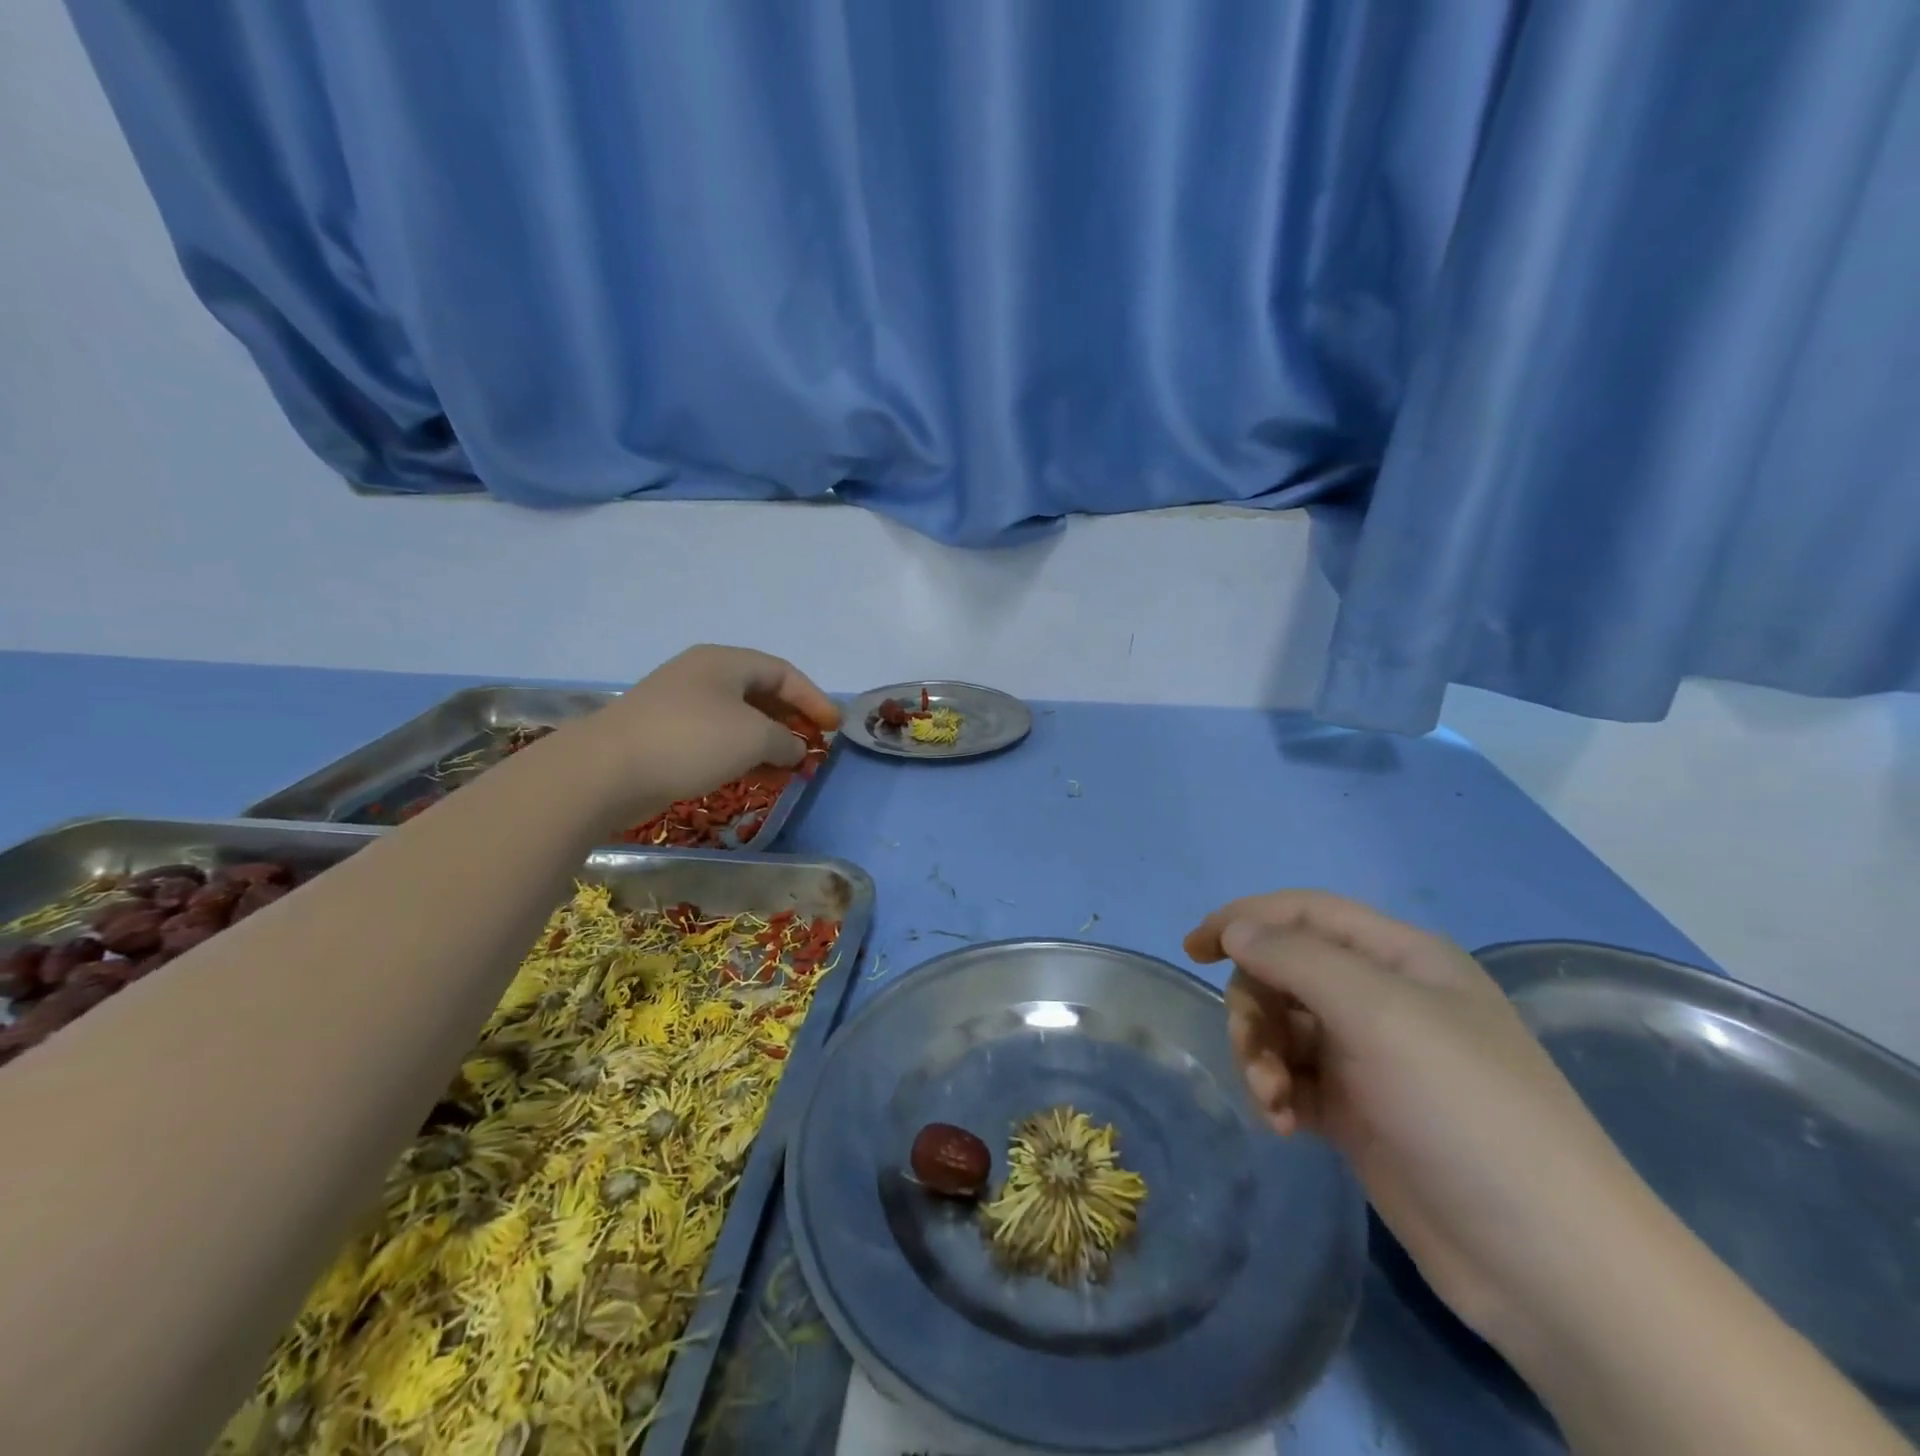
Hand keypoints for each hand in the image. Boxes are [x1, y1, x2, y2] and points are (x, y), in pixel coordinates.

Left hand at [560, 646, 838, 825]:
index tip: (834, 728)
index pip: (783, 673)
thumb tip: (794, 749)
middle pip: (761, 694)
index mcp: (725, 662)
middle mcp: (703, 676)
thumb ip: (785, 740)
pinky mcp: (666, 736)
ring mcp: (681, 705)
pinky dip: (743, 755)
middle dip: (792, 722)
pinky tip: (757, 777)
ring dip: (769, 743)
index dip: (813, 699)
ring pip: (739, 720)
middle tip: (813, 748)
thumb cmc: (691, 740)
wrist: (607, 770)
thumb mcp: (754, 737)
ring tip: (790, 770)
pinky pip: (717, 739)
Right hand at [1185, 891, 1647, 1349]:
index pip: (1304, 913)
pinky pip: (1294, 1078)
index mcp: (1400, 958)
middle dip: (1254, 1007)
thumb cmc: (1464, 1109)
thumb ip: (1295, 959)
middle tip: (1254, 1052)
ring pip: (1282, 1027)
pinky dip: (1278, 1092)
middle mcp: (1383, 998)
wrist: (1548, 1263)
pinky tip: (1284, 1125)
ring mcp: (1371, 1058)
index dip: (1245, 919)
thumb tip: (1236, 929)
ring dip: (1262, 1055)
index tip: (1194, 948)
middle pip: (1284, 972)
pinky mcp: (1359, 1112)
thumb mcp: (1378, 1013)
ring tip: (1272, 1100)